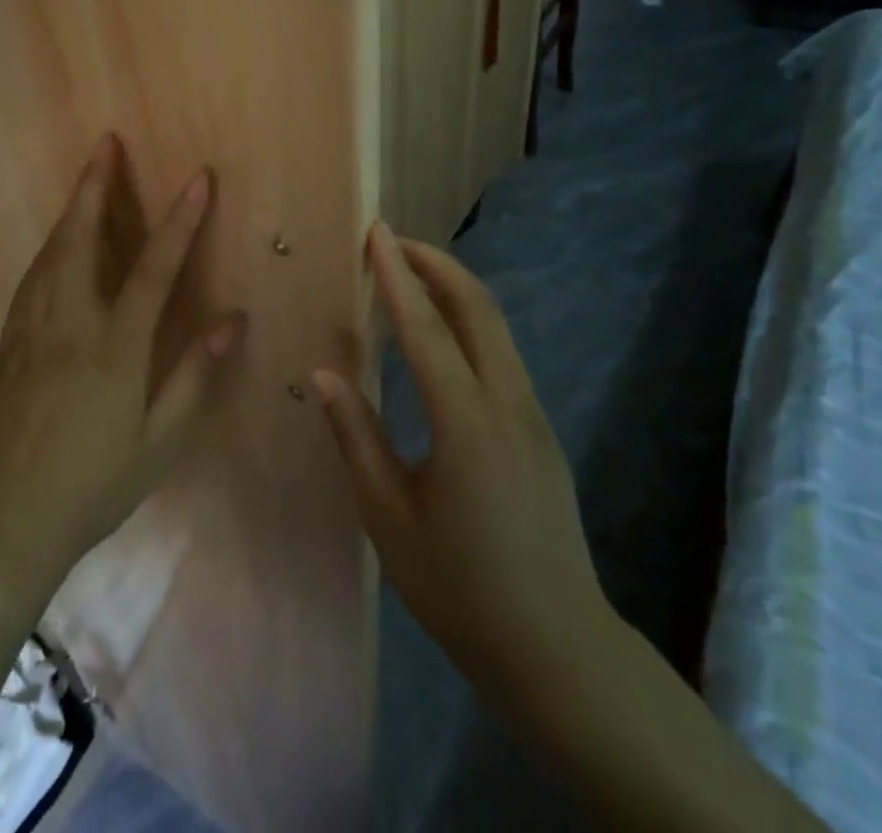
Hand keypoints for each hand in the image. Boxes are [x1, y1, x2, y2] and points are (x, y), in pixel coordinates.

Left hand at [0, 135, 242, 598]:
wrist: (11, 518)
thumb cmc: (96, 482)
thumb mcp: (161, 440)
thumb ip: (195, 374)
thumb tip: (233, 319)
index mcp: (114, 347)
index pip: (153, 269)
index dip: (179, 221)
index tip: (198, 178)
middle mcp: (69, 324)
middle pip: (80, 238)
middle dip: (95, 186)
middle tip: (106, 144)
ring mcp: (33, 329)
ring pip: (51, 252)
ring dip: (71, 209)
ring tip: (87, 178)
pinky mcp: (10, 342)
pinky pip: (33, 277)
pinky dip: (50, 246)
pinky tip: (57, 241)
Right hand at [312, 223, 611, 708]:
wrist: (557, 649)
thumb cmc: (460, 589)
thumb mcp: (389, 519)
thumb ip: (356, 438)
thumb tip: (323, 375)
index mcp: (467, 424)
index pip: (426, 328)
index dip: (397, 275)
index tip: (377, 232)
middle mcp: (508, 404)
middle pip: (477, 307)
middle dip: (435, 263)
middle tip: (392, 240)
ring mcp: (532, 414)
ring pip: (496, 326)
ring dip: (454, 287)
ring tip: (409, 273)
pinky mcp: (539, 429)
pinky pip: (502, 353)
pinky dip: (468, 320)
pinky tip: (439, 334)